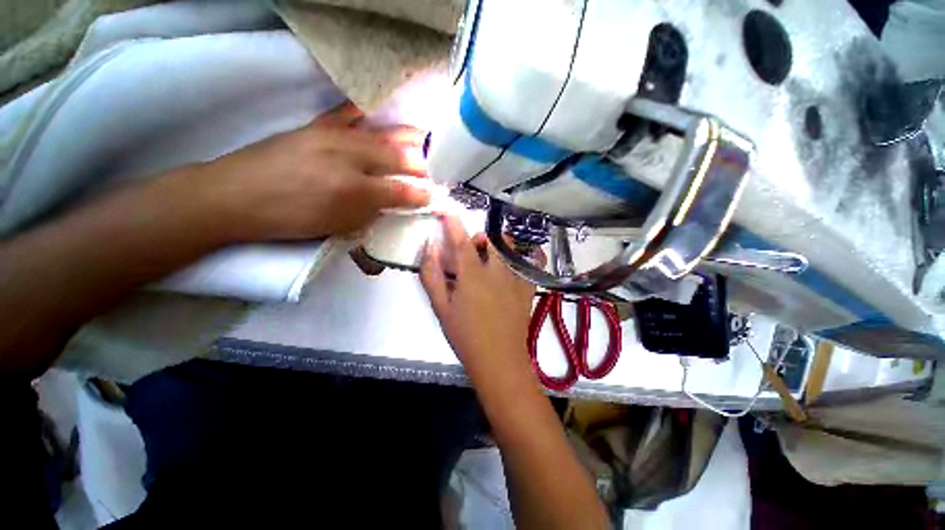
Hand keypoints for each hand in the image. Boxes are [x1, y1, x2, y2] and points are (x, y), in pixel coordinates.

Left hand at [195, 102, 429, 241]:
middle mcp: (349, 159)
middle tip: (433, 167)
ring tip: (421, 137)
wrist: (234, 196)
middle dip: (419, 164)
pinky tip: (376, 112)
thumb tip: (394, 204)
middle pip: (395, 158)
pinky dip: (365, 112)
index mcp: (355, 191)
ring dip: (404, 137)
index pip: (399, 191)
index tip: (433, 195)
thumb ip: (371, 214)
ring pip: (378, 135)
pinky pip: (346, 114)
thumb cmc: (290, 218)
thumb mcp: (337, 226)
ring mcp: (332, 138)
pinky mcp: (315, 127)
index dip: (420, 193)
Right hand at [420, 215, 537, 382]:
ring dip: (499, 245)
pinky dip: (526, 256)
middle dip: (480, 238)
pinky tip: (518, 260)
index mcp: (472, 275)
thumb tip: (430, 248)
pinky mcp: (528, 289)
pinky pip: (532, 264)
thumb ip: (432, 275)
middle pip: (491, 240)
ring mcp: (516, 279)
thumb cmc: (465, 336)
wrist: (498, 360)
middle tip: (471, 250)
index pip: (462, 242)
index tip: (448, 211)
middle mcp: (497, 271)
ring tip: (492, 257)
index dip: (454, 224)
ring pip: (511, 249)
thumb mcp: (441, 307)